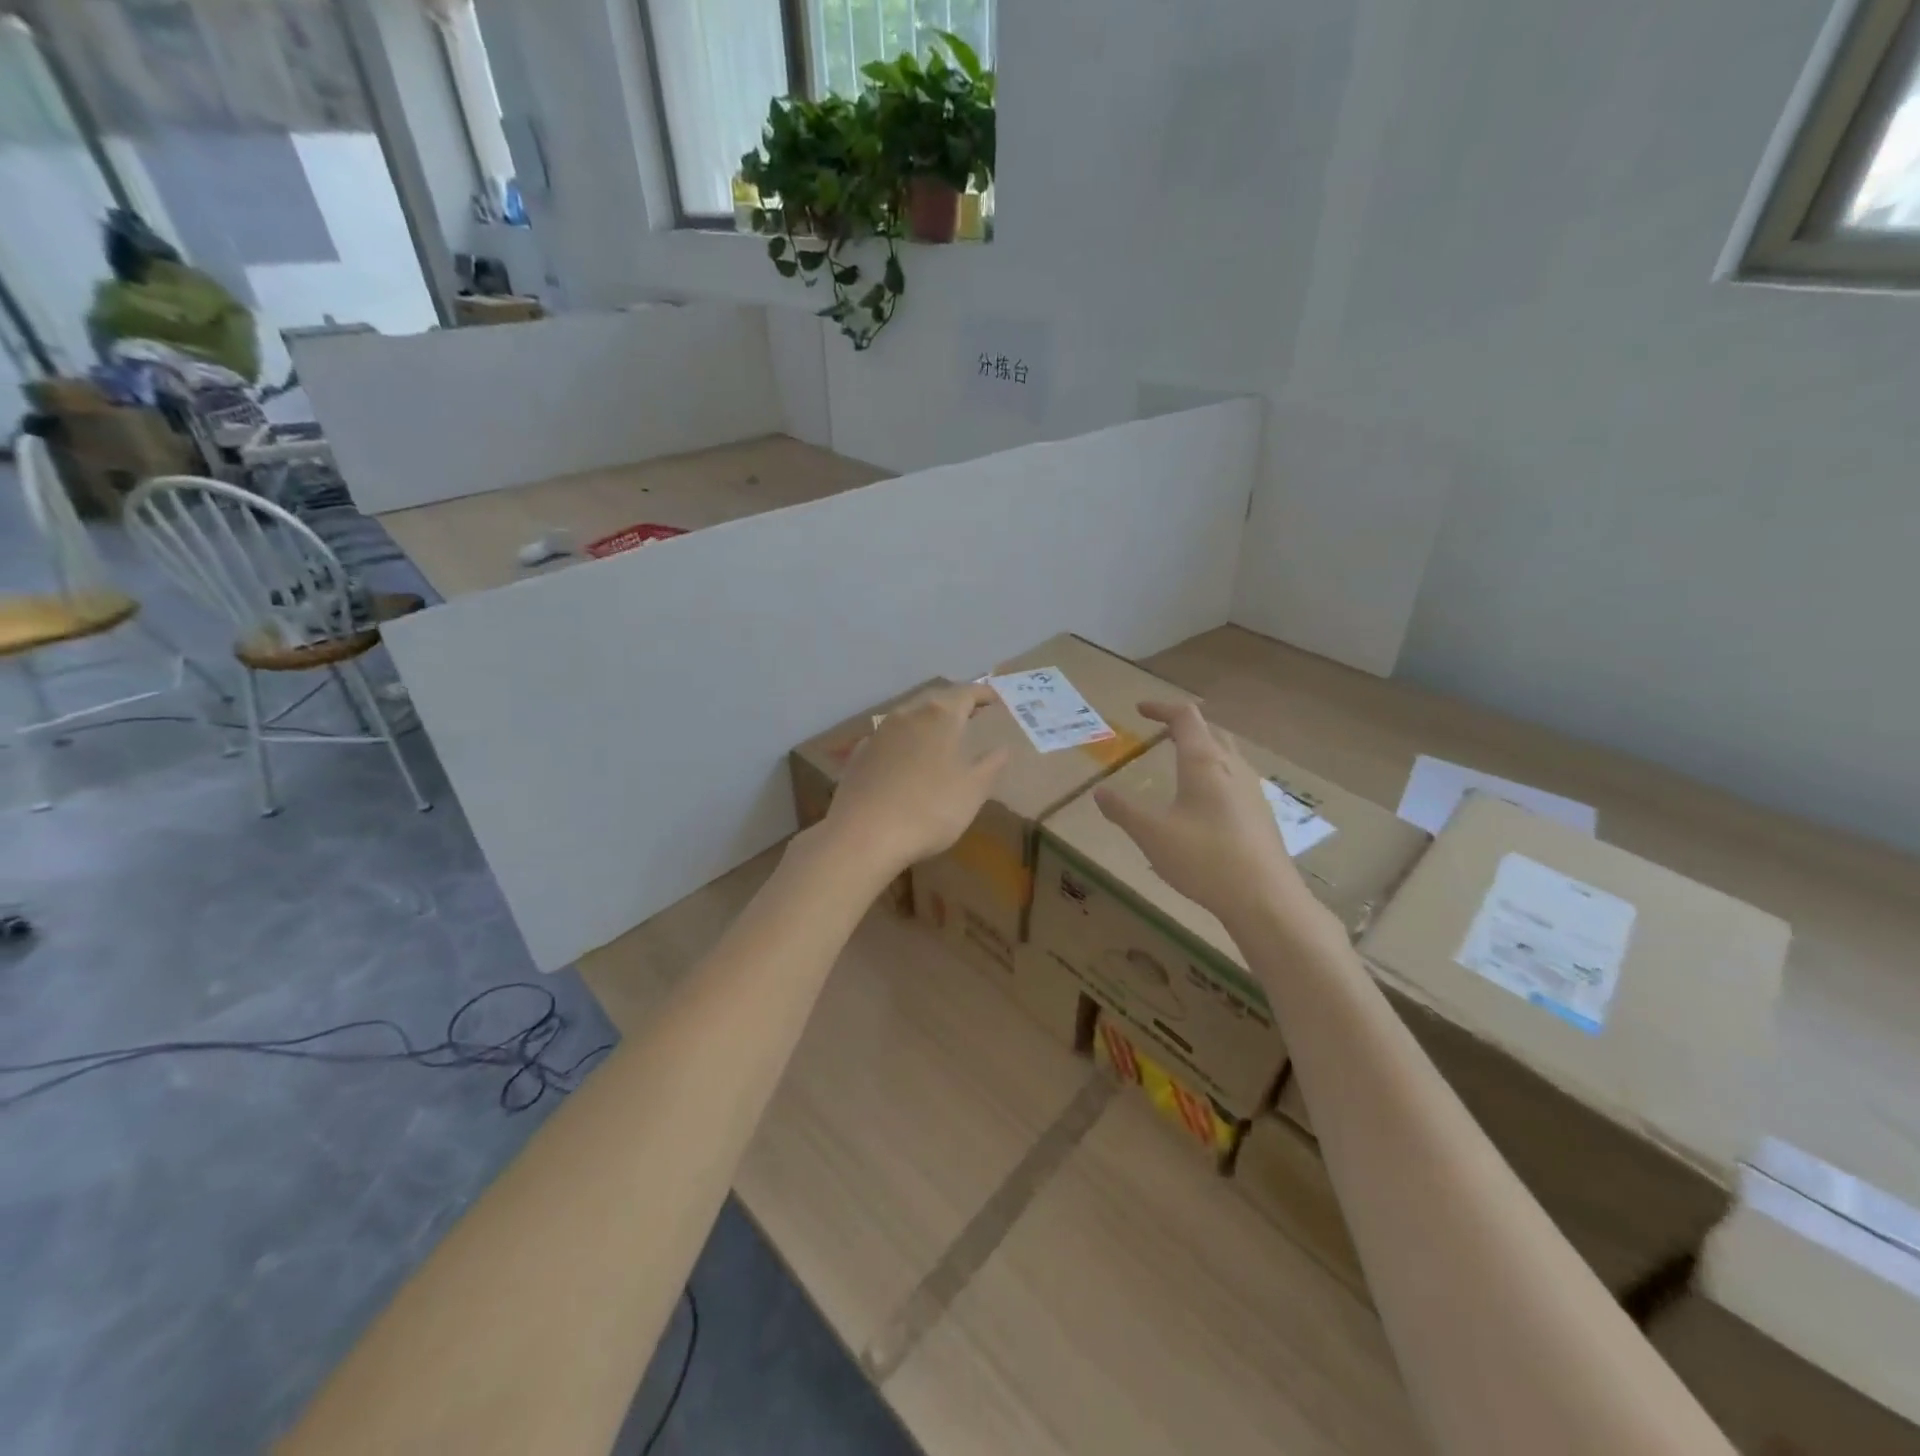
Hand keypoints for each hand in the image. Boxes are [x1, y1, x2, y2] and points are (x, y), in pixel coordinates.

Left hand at [815, 684, 1009, 880]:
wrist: (863, 835)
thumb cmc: (929, 810)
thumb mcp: (973, 791)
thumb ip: (991, 765)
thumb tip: (1003, 748)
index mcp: (940, 716)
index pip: (966, 692)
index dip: (982, 693)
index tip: (994, 698)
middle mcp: (908, 714)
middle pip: (935, 698)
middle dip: (955, 702)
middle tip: (971, 712)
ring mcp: (879, 733)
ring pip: (909, 715)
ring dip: (927, 719)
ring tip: (941, 734)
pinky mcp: (859, 754)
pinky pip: (889, 737)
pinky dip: (905, 739)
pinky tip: (906, 757)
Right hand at [1094, 702, 1330, 935]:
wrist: (1264, 898)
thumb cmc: (1204, 858)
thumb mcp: (1152, 834)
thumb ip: (1123, 811)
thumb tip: (1099, 792)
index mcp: (1204, 761)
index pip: (1185, 717)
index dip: (1162, 708)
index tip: (1140, 709)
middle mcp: (1232, 767)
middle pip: (1210, 731)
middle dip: (1184, 726)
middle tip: (1162, 733)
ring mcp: (1252, 790)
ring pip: (1227, 754)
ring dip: (1203, 749)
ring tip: (1182, 764)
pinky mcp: (1261, 814)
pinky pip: (1236, 779)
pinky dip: (1215, 774)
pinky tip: (1205, 803)